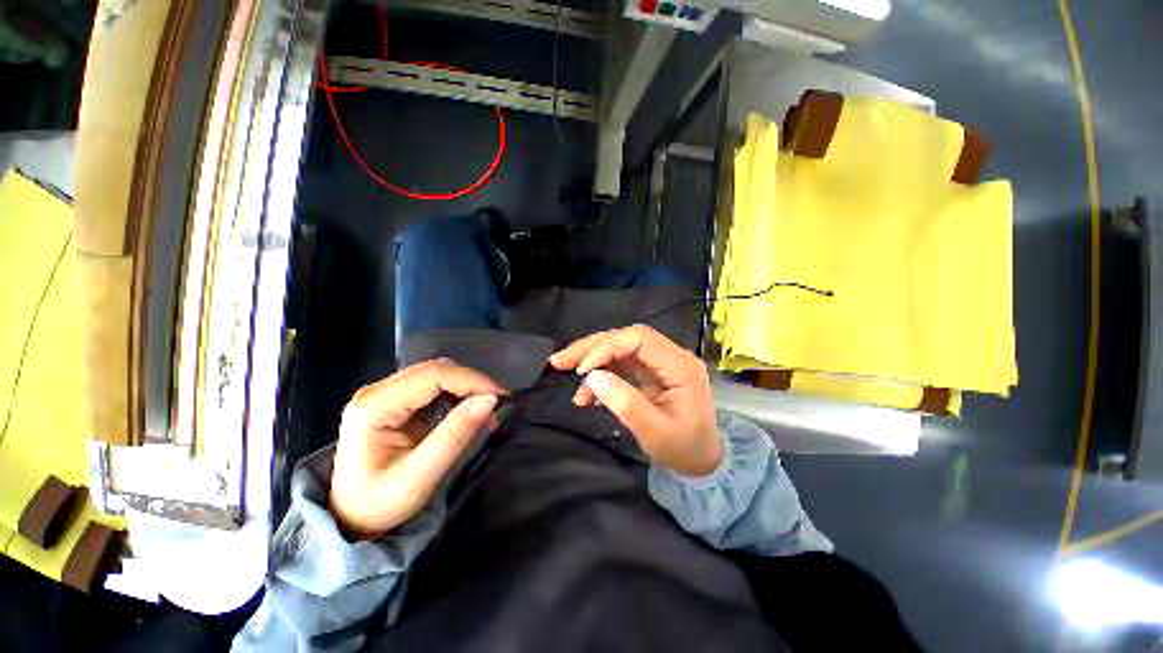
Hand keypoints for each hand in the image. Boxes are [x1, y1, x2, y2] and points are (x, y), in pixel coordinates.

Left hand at [329, 359, 504, 538]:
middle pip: (436, 369)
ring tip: (486, 409)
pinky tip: (470, 411)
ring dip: (467, 387)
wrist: (351, 520)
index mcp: (373, 407)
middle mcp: (377, 391)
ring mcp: (385, 394)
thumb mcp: (418, 478)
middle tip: (497, 404)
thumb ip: (454, 436)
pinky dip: (458, 394)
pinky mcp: (396, 401)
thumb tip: (489, 400)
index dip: (471, 380)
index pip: (433, 375)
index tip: (500, 397)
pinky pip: (435, 386)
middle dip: (471, 382)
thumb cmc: (379, 505)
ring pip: (437, 374)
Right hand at [549, 325, 721, 476]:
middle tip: (559, 361)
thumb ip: (625, 403)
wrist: (701, 460)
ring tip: (568, 376)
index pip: (639, 339)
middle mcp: (671, 356)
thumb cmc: (683, 449)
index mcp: (680, 365)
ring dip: (592, 360)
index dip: (607, 348)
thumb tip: (591, 377)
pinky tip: (587, 393)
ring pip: (620, 348)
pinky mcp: (650, 371)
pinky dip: (601, 375)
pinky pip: (621, 364)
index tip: (582, 369)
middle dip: (591, 348)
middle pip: (626, 338)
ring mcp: (660, 363)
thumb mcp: (654, 433)